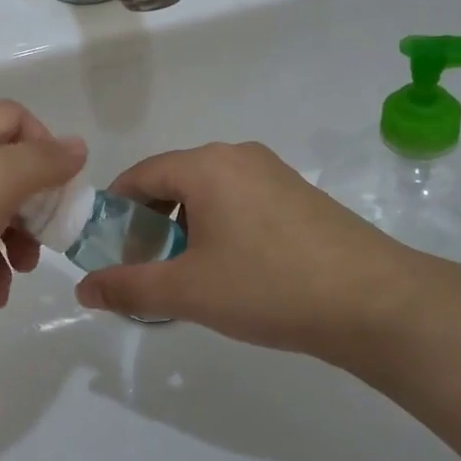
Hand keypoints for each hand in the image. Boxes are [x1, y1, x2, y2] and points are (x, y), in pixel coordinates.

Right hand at [73, 142, 436, 363]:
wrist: (377, 303)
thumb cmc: (269, 287)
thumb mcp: (188, 291)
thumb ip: (128, 287)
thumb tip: (82, 289)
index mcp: (206, 165)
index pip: (139, 175)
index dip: (114, 211)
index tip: (107, 250)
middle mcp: (238, 156)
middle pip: (173, 181)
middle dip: (150, 223)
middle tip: (146, 268)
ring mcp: (274, 173)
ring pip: (208, 193)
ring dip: (185, 228)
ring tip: (189, 275)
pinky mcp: (300, 195)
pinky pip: (240, 202)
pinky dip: (220, 228)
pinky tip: (233, 270)